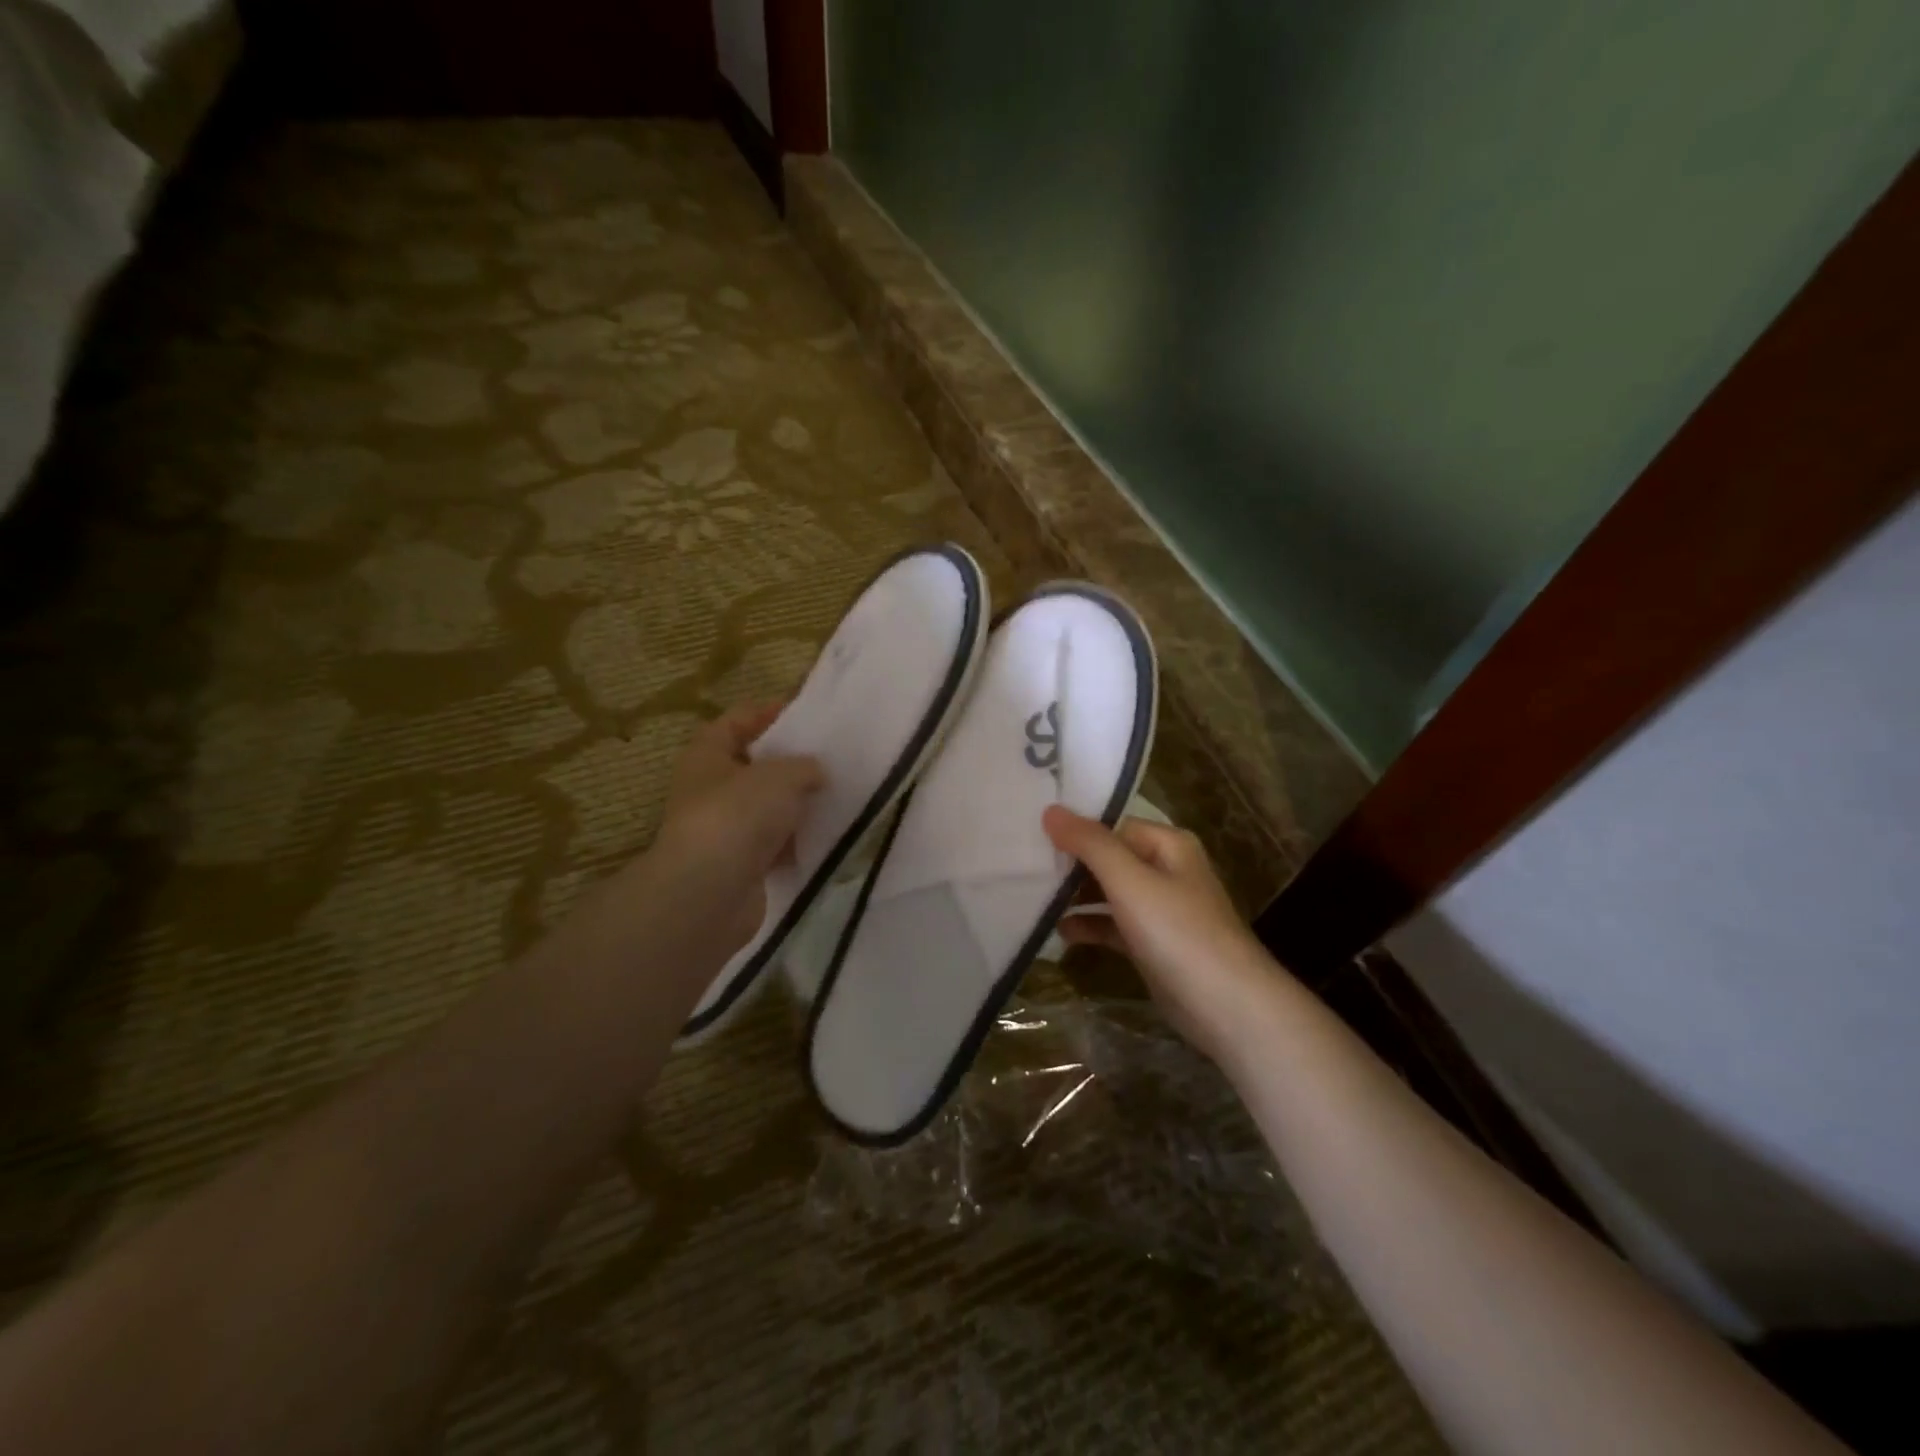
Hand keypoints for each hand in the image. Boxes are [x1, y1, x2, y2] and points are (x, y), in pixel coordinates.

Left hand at [652, 703, 824, 952]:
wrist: (710, 893)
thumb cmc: (738, 815)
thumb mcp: (780, 775)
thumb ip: (805, 766)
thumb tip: (816, 773)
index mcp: (708, 754)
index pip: (738, 720)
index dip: (769, 712)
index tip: (808, 713)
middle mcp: (710, 789)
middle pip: (754, 766)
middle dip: (790, 762)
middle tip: (831, 757)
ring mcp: (724, 829)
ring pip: (767, 808)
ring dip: (797, 804)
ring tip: (837, 795)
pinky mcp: (741, 865)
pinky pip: (775, 844)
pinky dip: (797, 841)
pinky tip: (827, 836)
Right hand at [1042, 807, 1271, 1061]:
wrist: (1227, 1006)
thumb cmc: (1177, 931)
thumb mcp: (1129, 880)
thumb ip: (1089, 843)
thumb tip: (1050, 810)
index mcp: (1168, 845)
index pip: (1113, 826)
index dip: (1076, 832)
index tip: (1034, 838)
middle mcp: (1166, 870)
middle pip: (1110, 858)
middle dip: (1072, 866)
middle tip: (1026, 869)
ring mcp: (1161, 910)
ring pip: (1110, 893)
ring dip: (1076, 897)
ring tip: (1035, 901)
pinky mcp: (1154, 944)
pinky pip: (1115, 925)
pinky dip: (1091, 926)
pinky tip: (1061, 933)